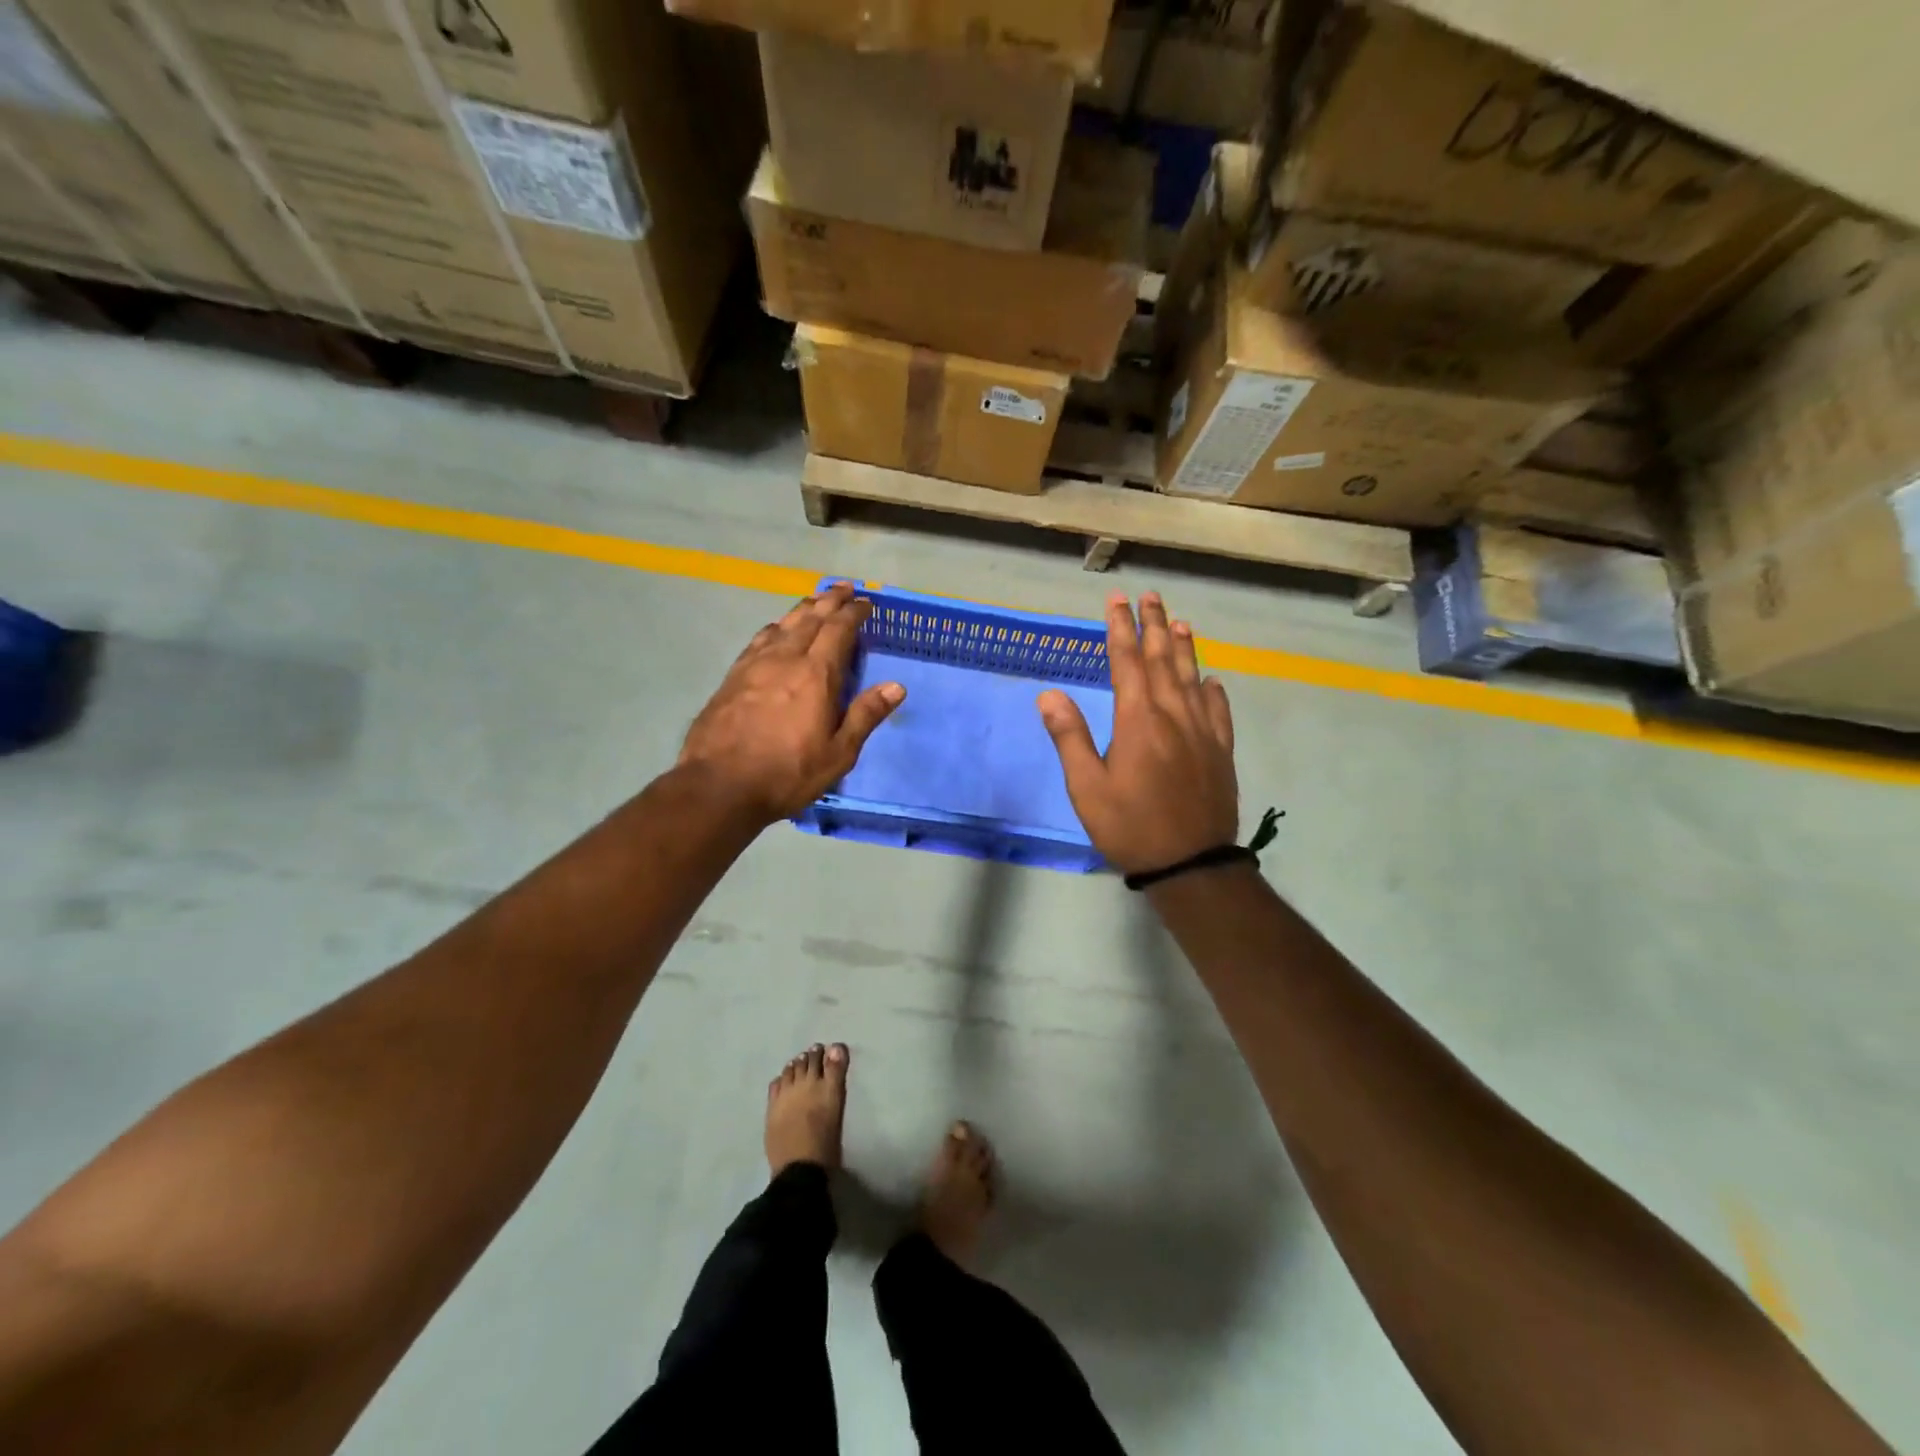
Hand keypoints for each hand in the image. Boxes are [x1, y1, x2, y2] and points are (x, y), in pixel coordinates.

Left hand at [680, 582, 903, 821]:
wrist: (720, 785)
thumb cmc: (787, 773)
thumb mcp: (838, 753)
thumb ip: (866, 715)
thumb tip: (897, 686)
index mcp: (816, 675)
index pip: (839, 630)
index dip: (853, 613)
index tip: (866, 603)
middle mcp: (786, 659)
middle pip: (810, 618)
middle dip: (830, 600)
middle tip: (844, 588)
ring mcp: (755, 665)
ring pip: (783, 624)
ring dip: (803, 609)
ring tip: (815, 601)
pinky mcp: (733, 676)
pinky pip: (760, 639)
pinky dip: (776, 627)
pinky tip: (776, 629)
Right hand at [1038, 591, 1238, 875]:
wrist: (1191, 864)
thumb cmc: (1130, 826)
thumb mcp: (1087, 787)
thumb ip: (1070, 737)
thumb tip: (1049, 694)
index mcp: (1138, 720)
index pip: (1127, 662)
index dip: (1120, 628)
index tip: (1117, 600)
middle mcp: (1173, 715)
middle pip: (1163, 660)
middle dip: (1154, 625)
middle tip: (1151, 596)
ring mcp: (1202, 732)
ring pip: (1193, 678)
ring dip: (1184, 648)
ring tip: (1179, 622)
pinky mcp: (1220, 752)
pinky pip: (1218, 711)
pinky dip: (1212, 690)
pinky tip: (1211, 680)